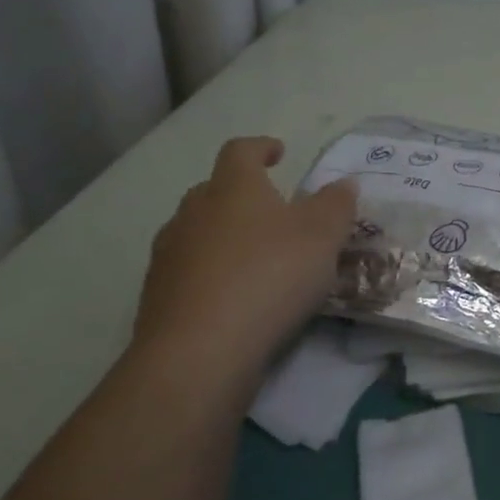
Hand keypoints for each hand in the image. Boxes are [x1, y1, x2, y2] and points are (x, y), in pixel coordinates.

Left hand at [131, 136, 356, 398]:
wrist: (200, 351)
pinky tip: (231, 298)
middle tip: (270, 211)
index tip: (278, 153)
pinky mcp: (157, 297)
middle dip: (240, 195)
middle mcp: (193, 212)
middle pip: (213, 190)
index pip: (241, 151)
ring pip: (196, 232)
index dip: (261, 148)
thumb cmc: (269, 276)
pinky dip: (208, 275)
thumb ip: (335, 205)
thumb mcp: (322, 236)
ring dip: (222, 236)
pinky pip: (187, 272)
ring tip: (252, 257)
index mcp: (232, 187)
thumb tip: (343, 184)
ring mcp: (169, 254)